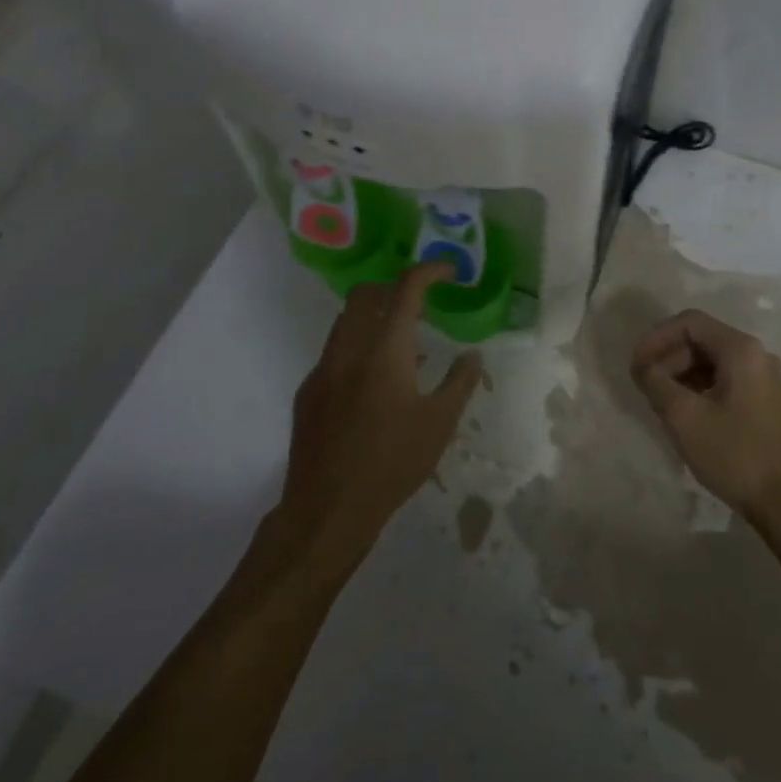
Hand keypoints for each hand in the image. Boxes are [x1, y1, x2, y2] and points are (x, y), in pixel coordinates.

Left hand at [279, 264, 483, 562]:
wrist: (327, 510)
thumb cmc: (392, 464)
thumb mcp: (440, 424)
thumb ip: (460, 382)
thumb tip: (473, 355)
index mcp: (386, 351)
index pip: (407, 290)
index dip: (429, 271)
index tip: (449, 271)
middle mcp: (349, 350)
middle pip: (365, 294)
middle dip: (393, 287)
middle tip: (419, 303)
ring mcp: (322, 370)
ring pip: (345, 322)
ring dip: (373, 317)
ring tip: (401, 345)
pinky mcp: (307, 393)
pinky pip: (334, 352)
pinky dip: (356, 348)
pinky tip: (372, 384)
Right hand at [630, 309, 780, 523]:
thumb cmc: (734, 455)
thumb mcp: (683, 417)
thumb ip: (655, 382)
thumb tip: (642, 366)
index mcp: (741, 350)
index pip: (689, 322)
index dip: (656, 337)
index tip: (636, 364)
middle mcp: (757, 355)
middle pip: (701, 339)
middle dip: (668, 357)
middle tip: (645, 385)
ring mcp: (765, 378)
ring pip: (712, 360)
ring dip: (681, 373)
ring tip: (660, 401)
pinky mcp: (766, 400)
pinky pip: (725, 378)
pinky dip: (699, 387)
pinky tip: (685, 412)